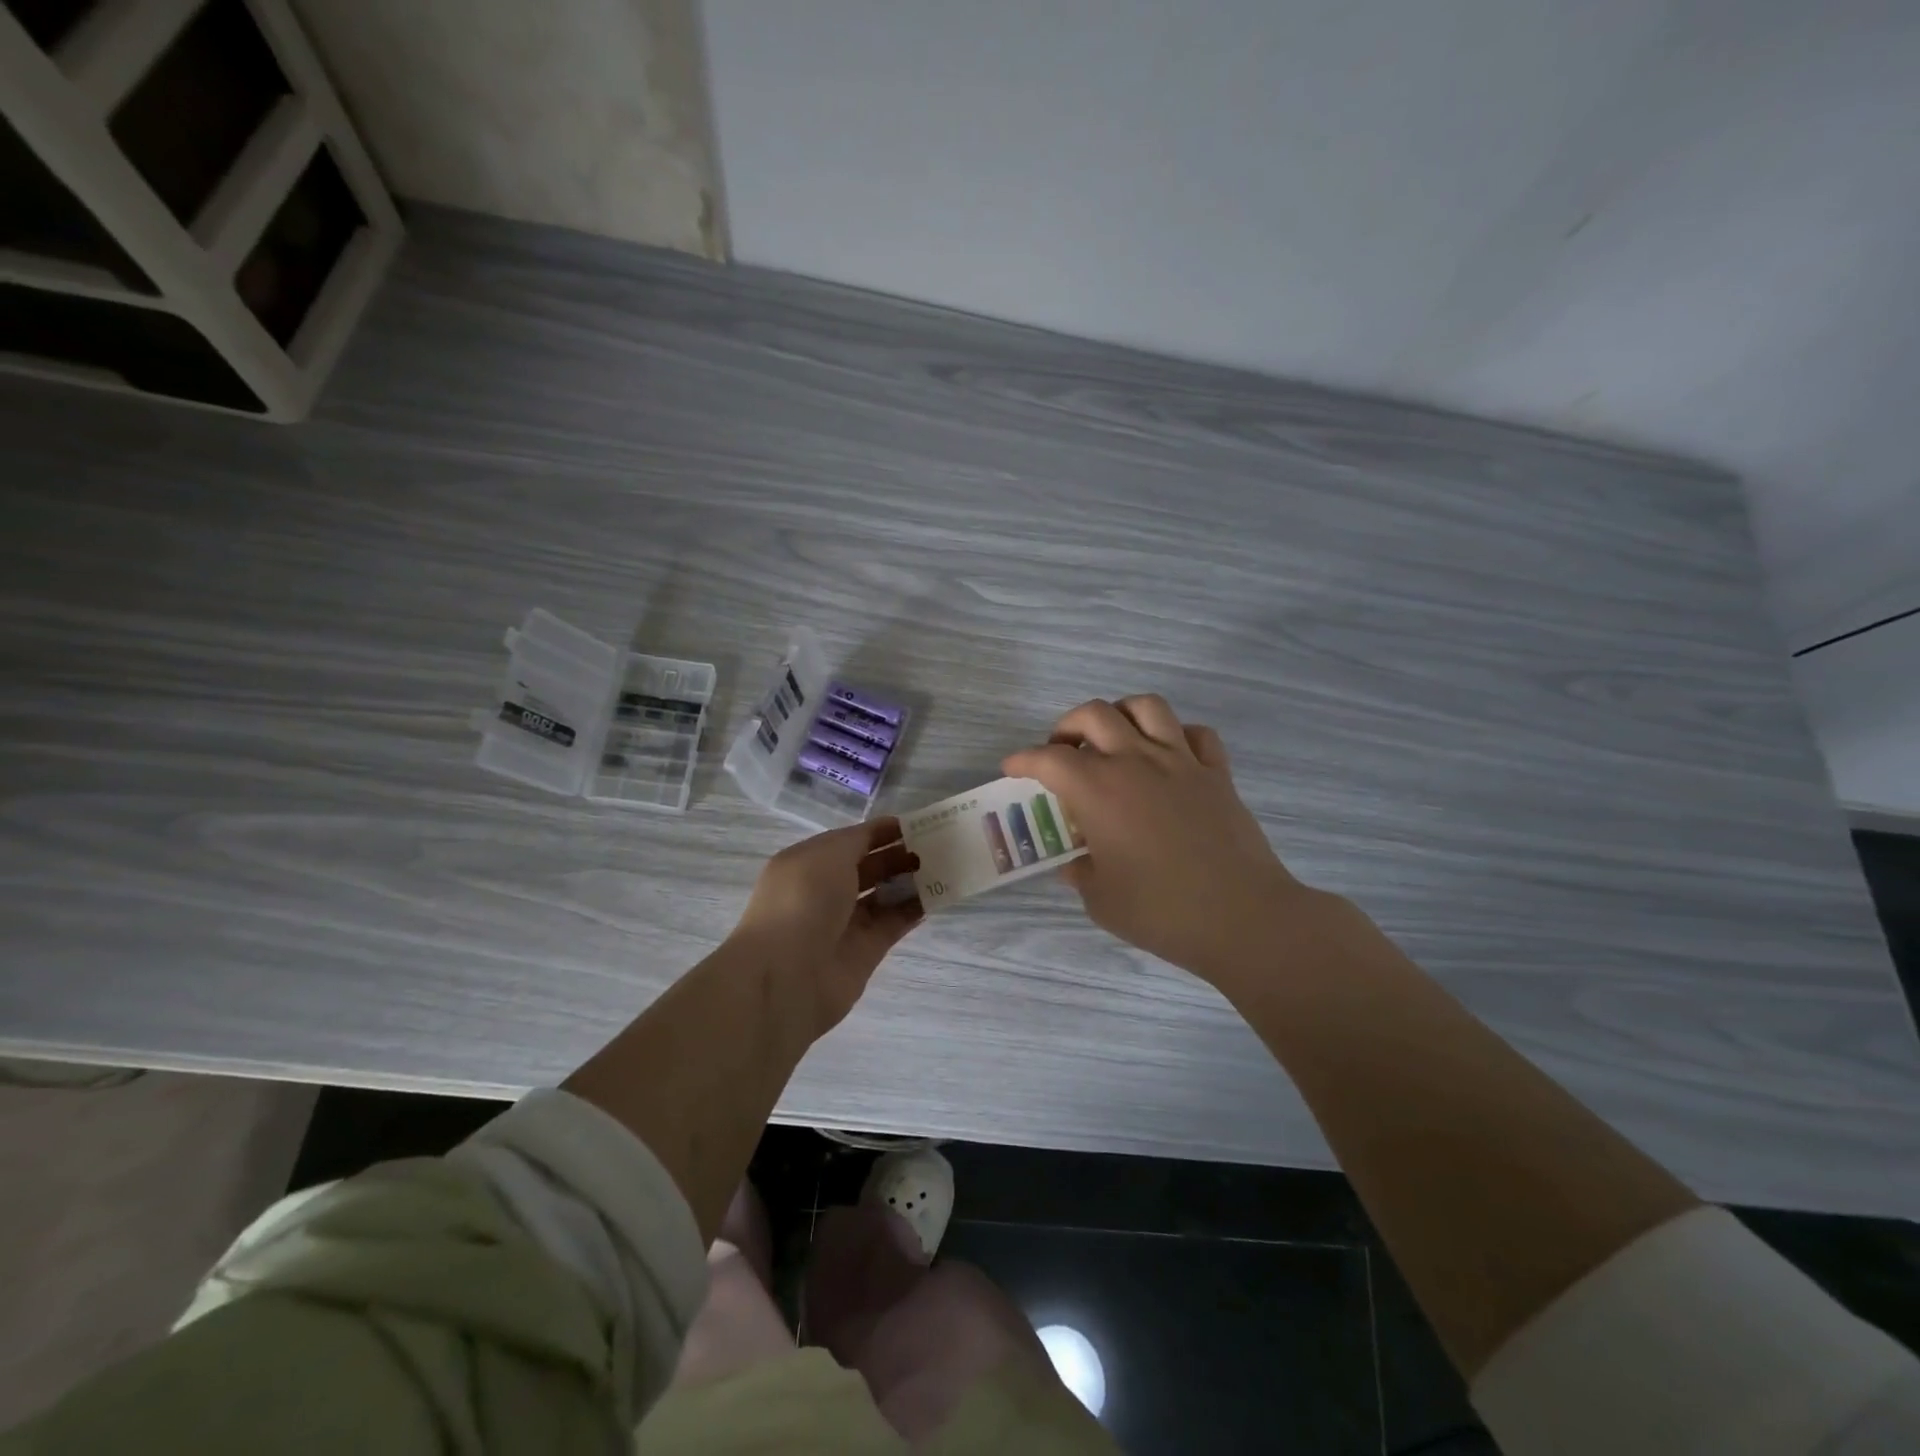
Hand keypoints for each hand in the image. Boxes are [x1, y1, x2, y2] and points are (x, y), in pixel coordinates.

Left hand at [728, 818, 922, 1037]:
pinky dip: (915, 909)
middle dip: (900, 854)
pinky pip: (894, 923)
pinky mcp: (865, 951)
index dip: (881, 831)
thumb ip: (860, 840)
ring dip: (910, 881)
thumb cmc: (804, 899)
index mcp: (809, 862)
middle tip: (937, 846)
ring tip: (944, 867)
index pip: (851, 841)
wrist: (788, 974)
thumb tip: (883, 834)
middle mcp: (825, 891)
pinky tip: (939, 895)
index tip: (917, 824)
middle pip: (870, 867)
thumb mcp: (829, 853)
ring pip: (884, 895)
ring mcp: (845, 922)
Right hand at [1004, 696, 1325, 989]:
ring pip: (1147, 707)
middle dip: (1067, 725)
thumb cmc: (1160, 912)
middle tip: (1062, 750)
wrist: (1242, 918)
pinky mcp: (1217, 774)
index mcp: (1098, 790)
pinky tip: (1169, 756)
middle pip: (1094, 714)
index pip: (1047, 759)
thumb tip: (1074, 863)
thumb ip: (1081, 873)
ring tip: (1114, 738)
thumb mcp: (1101, 899)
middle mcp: (1136, 762)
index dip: (1023, 759)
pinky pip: (1196, 734)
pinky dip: (1177, 735)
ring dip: (1121, 714)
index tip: (1012, 767)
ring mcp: (1181, 762)